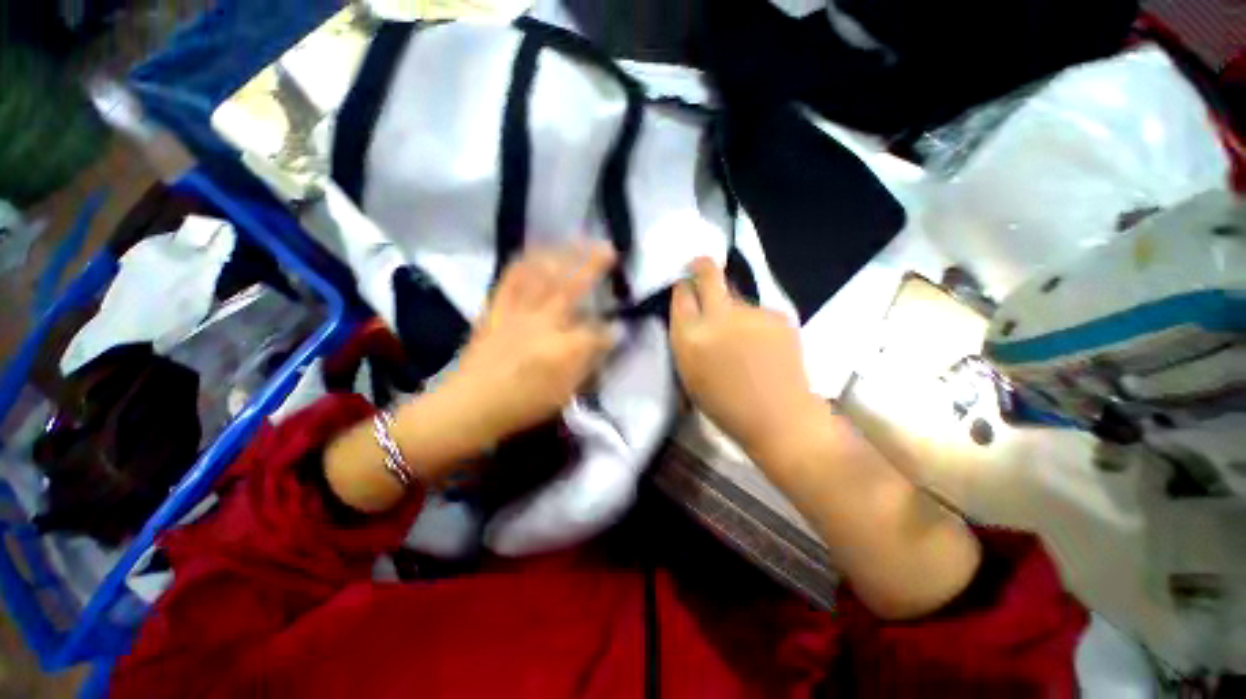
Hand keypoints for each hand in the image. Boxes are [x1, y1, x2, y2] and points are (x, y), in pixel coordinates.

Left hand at [435, 242, 616, 449]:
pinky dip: (525, 262)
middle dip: (593, 264)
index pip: (596, 331)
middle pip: (571, 287)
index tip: (621, 324)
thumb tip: (609, 339)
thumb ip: (589, 363)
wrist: (470, 404)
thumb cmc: (521, 404)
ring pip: (541, 275)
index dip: (611, 328)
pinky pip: (510, 278)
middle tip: (609, 248)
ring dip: (562, 255)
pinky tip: (535, 253)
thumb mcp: (563, 393)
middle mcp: (542, 322)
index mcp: (562, 348)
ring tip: (576, 241)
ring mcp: (517, 312)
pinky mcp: (496, 309)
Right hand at [670, 257, 824, 460]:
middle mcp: (717, 317)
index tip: (685, 286)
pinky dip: (755, 321)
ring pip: (736, 295)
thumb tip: (690, 313)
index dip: (683, 287)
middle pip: (708, 274)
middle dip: (702, 266)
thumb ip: (686, 339)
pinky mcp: (777, 314)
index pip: (681, 294)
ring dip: (733, 306)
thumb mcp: (689, 374)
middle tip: (701, 267)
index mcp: (690, 337)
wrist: (779, 418)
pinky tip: (762, 343)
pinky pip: (758, 311)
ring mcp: (751, 313)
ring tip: (742, 335)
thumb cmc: (725, 406)